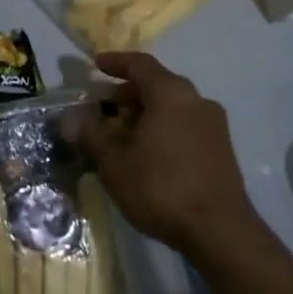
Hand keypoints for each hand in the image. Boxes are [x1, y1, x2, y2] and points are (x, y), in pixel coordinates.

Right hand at [76, 52, 259, 258]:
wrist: (220, 231)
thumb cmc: (161, 188)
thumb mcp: (115, 164)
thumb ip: (91, 136)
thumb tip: (70, 120)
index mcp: (171, 94)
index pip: (140, 64)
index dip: (116, 62)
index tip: (96, 65)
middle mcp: (196, 100)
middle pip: (158, 84)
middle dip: (129, 92)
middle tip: (105, 107)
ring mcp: (214, 125)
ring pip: (173, 106)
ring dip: (147, 112)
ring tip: (123, 133)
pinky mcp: (222, 149)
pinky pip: (186, 124)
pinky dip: (164, 127)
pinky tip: (148, 152)